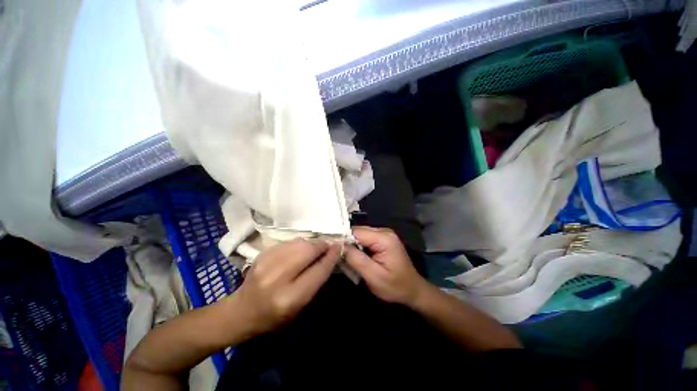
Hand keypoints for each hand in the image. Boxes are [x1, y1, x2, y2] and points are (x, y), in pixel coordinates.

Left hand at [232, 238, 340, 335]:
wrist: (241, 312)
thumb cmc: (275, 317)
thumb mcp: (300, 307)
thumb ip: (316, 281)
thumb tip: (329, 256)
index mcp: (290, 298)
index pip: (318, 271)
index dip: (331, 256)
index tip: (339, 247)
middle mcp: (277, 278)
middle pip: (307, 251)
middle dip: (322, 245)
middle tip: (329, 245)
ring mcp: (267, 263)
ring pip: (298, 243)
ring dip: (311, 243)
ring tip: (316, 247)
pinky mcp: (262, 254)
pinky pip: (288, 242)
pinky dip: (299, 243)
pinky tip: (301, 248)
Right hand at [345, 227, 426, 305]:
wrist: (413, 290)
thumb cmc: (395, 286)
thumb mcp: (374, 276)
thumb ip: (356, 259)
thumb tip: (339, 245)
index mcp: (384, 238)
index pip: (356, 232)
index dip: (343, 239)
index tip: (332, 249)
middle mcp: (384, 231)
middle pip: (358, 231)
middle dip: (347, 242)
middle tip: (337, 255)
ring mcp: (384, 234)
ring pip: (360, 234)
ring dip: (352, 245)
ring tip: (344, 257)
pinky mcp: (382, 239)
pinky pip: (365, 239)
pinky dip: (358, 246)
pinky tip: (354, 256)